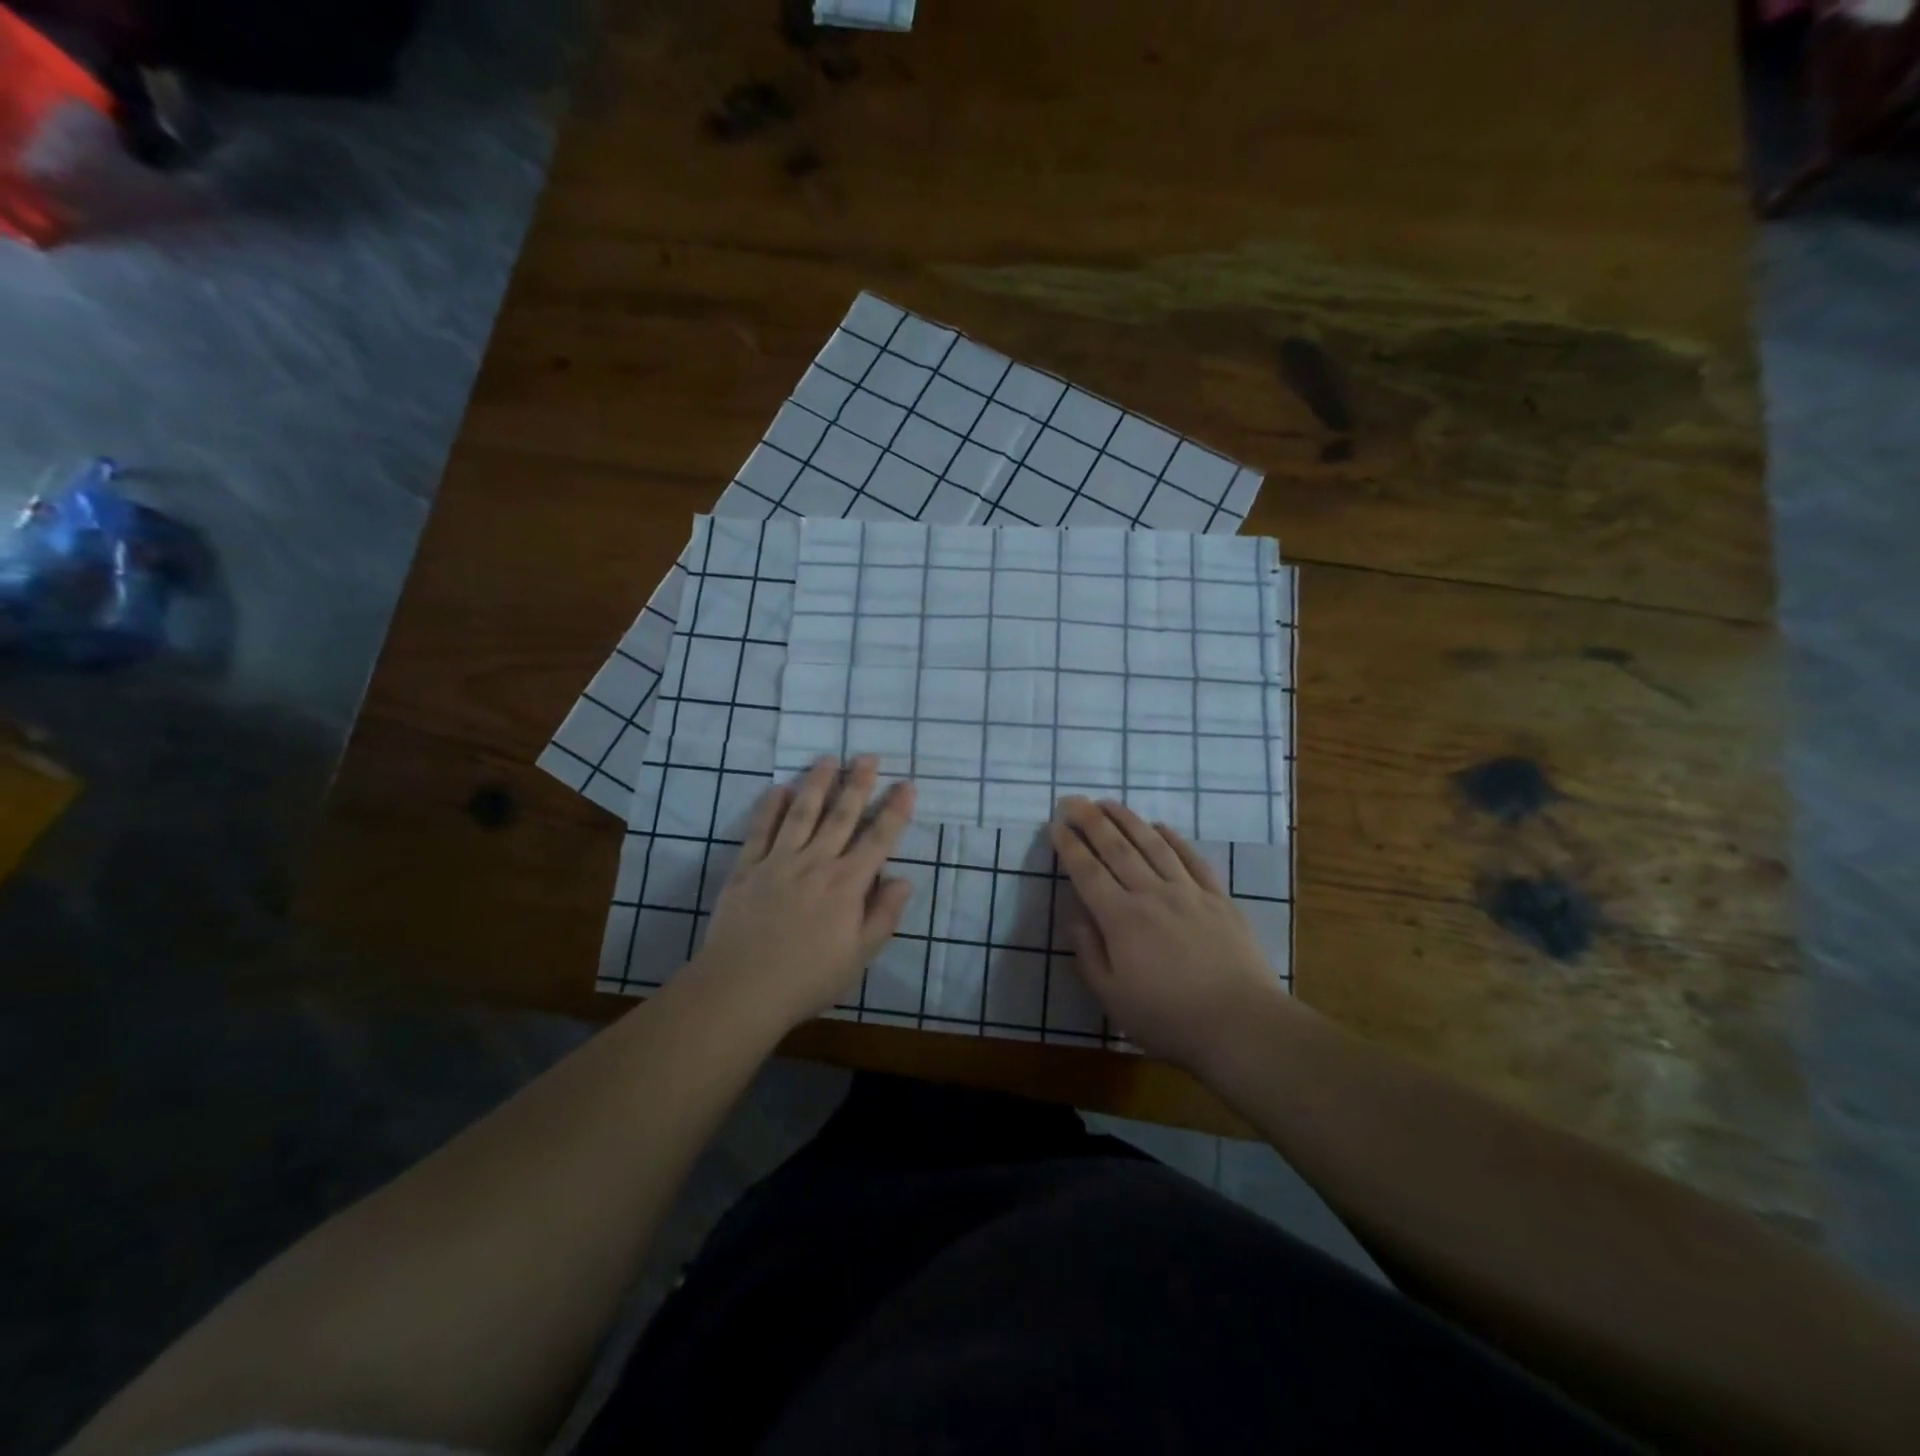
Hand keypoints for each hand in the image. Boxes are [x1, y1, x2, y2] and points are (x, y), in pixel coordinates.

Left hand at [691, 756, 915, 1031]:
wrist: (741, 989)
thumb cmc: (807, 978)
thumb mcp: (859, 956)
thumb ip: (884, 915)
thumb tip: (903, 879)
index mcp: (847, 885)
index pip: (878, 839)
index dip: (895, 811)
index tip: (907, 784)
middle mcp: (816, 863)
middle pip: (841, 816)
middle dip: (857, 784)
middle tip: (868, 756)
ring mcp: (779, 862)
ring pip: (802, 813)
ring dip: (816, 784)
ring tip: (828, 759)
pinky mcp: (747, 869)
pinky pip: (761, 830)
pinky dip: (770, 807)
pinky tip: (779, 789)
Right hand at [1050, 797, 1284, 1071]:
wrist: (1241, 1025)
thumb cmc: (1168, 1018)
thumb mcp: (1112, 997)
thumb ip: (1089, 953)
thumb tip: (1077, 915)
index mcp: (1121, 919)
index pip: (1087, 872)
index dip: (1069, 845)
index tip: (1055, 824)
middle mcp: (1151, 894)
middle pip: (1117, 848)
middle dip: (1091, 820)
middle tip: (1073, 800)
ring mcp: (1188, 892)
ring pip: (1153, 844)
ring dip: (1128, 820)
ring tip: (1108, 802)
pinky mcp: (1218, 898)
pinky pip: (1192, 858)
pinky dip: (1174, 838)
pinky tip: (1161, 826)